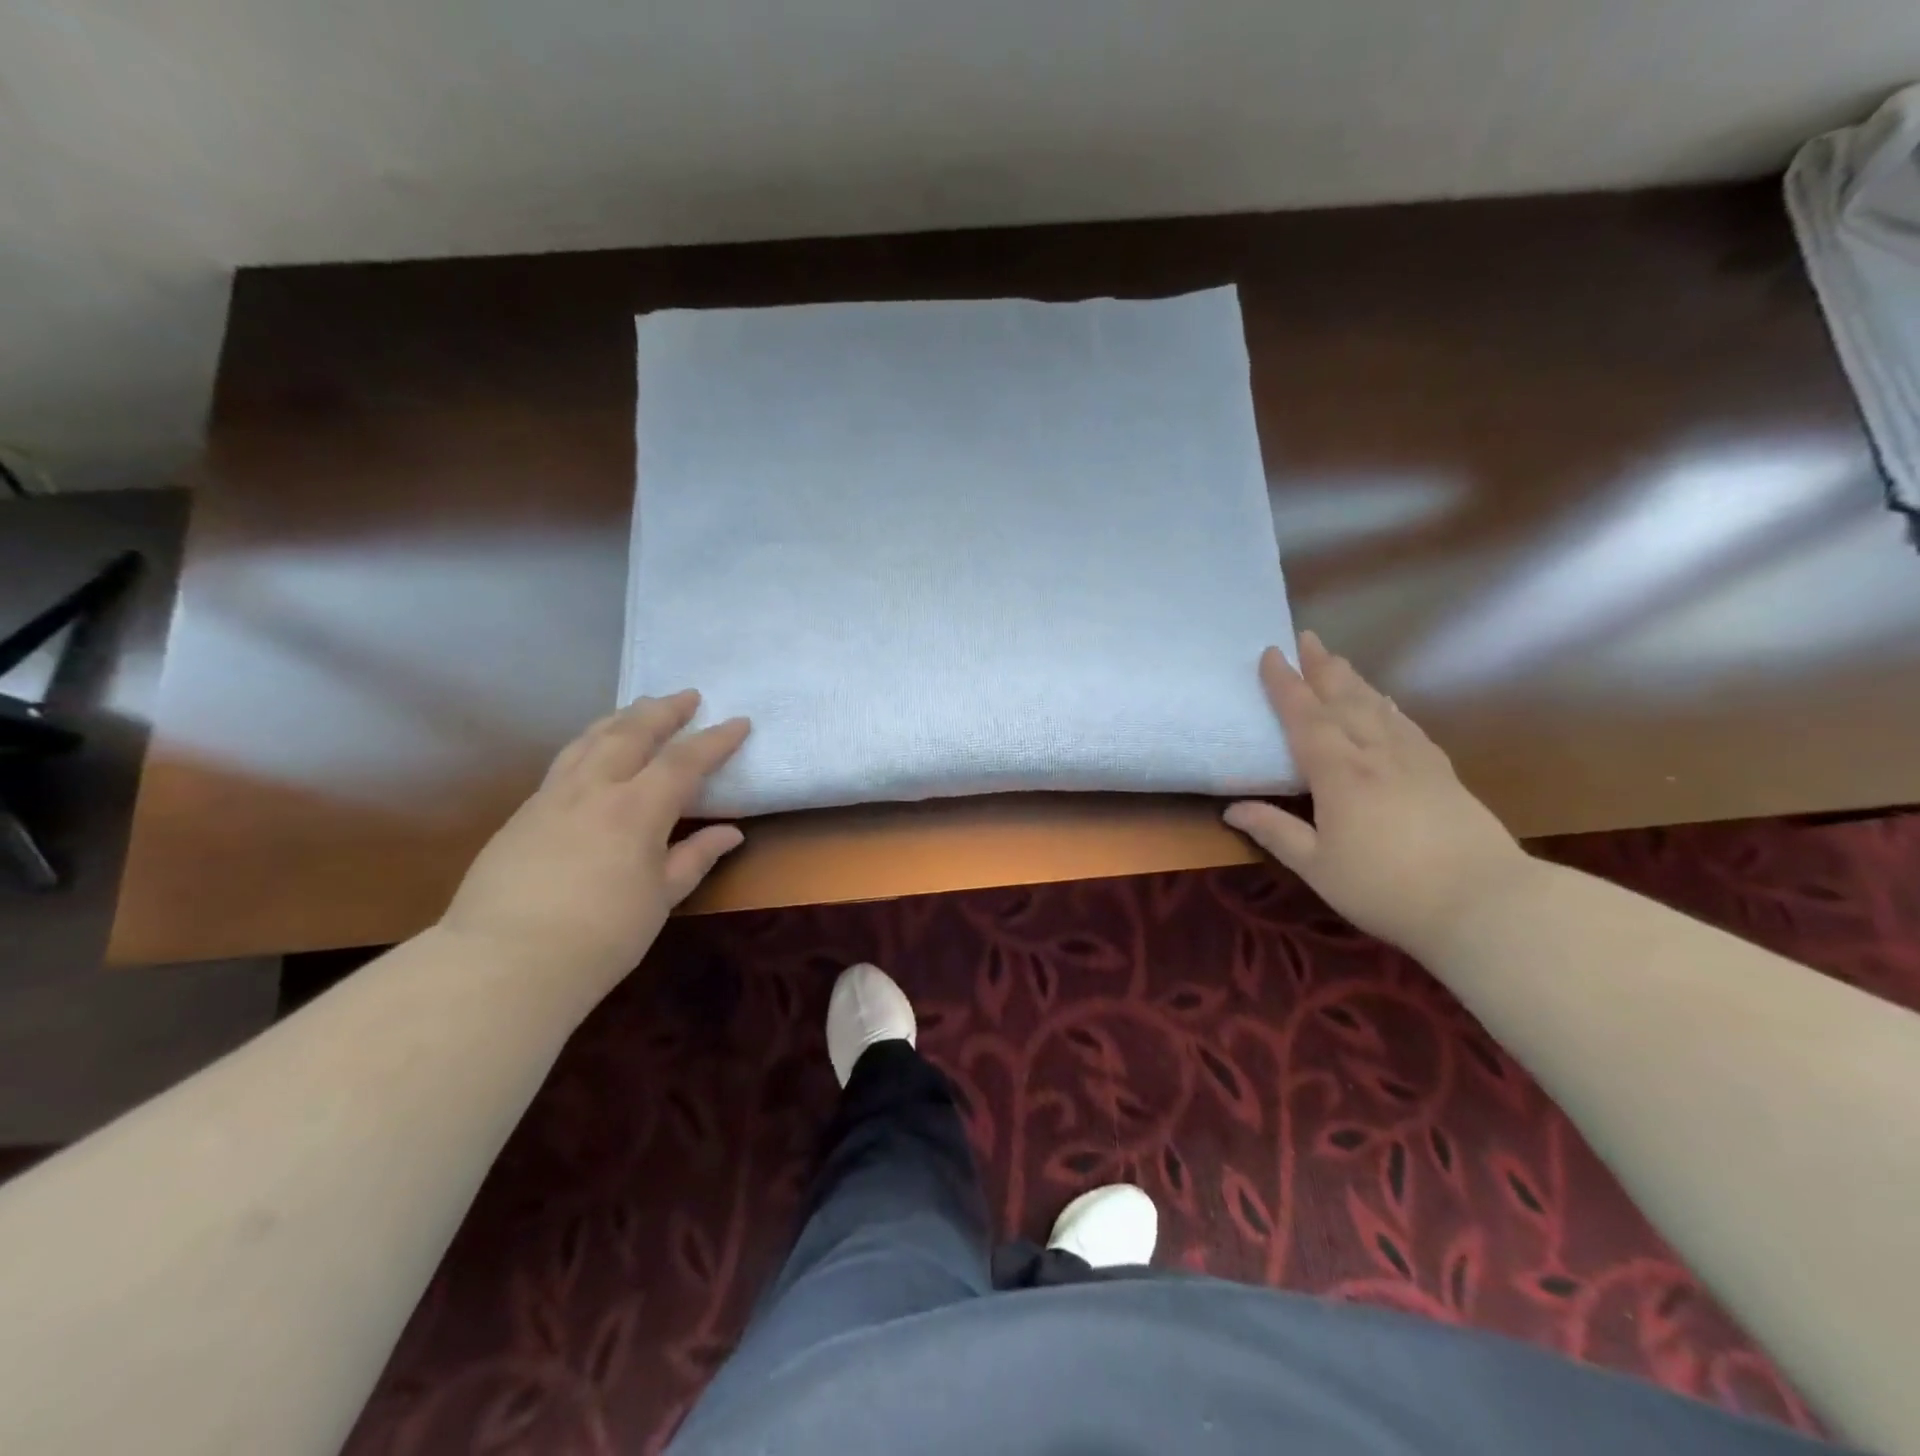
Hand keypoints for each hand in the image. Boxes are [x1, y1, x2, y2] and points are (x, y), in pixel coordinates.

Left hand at [439, 691, 749, 989]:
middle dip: (664, 710)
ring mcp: (552, 797)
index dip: (715, 739)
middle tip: (687, 696)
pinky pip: (564, 762)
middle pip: (631, 732)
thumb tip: (730, 833)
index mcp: (637, 809)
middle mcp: (594, 789)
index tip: (739, 721)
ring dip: (621, 717)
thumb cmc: (601, 936)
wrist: (504, 963)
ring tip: (640, 708)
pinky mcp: (523, 814)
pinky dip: (589, 743)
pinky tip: (593, 751)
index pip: (684, 761)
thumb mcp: (661, 899)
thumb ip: (695, 857)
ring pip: (590, 739)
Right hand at [1224, 632, 1533, 955]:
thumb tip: (1232, 809)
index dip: (1285, 685)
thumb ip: (1275, 832)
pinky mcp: (1443, 774)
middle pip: (1344, 700)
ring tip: (1338, 660)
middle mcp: (1376, 754)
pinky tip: (1387, 703)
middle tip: (1306, 637)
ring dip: (1353, 680)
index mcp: (1340, 773)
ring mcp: (1414, 761)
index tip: (1270, 654)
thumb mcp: (1317, 866)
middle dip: (1321, 667)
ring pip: (1377, 707)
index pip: (1305, 718)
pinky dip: (1390, 707)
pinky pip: (1408, 726)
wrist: (1485, 903)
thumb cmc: (1386, 888)